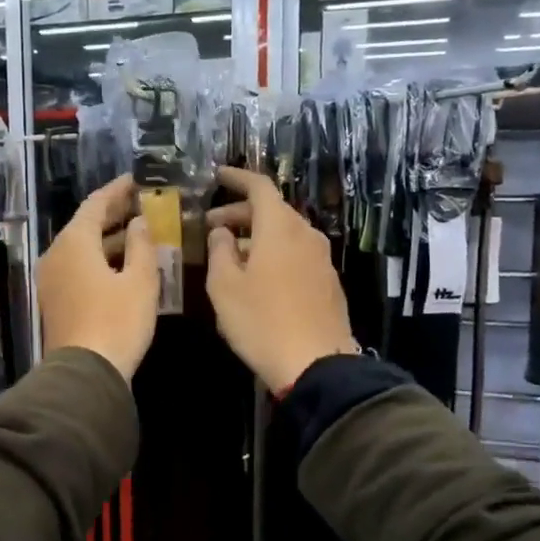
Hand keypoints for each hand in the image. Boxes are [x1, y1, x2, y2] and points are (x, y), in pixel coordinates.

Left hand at [38, 174, 158, 382]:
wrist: (85, 373)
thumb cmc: (117, 321)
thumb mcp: (140, 281)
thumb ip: (141, 245)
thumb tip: (139, 222)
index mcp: (74, 242)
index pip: (96, 204)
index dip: (117, 190)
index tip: (137, 180)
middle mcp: (56, 254)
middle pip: (85, 225)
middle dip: (113, 214)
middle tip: (141, 204)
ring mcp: (52, 279)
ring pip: (81, 248)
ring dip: (107, 239)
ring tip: (138, 232)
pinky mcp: (54, 300)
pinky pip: (77, 267)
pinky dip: (98, 259)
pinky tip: (121, 265)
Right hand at [205, 167, 358, 393]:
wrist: (316, 364)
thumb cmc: (261, 321)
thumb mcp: (224, 286)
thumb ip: (219, 251)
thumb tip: (221, 232)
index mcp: (280, 228)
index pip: (260, 187)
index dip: (237, 178)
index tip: (217, 176)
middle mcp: (305, 235)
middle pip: (273, 210)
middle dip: (240, 213)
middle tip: (212, 227)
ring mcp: (321, 259)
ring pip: (285, 234)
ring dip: (257, 237)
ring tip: (230, 255)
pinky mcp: (328, 283)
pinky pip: (296, 255)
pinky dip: (274, 254)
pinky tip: (257, 277)